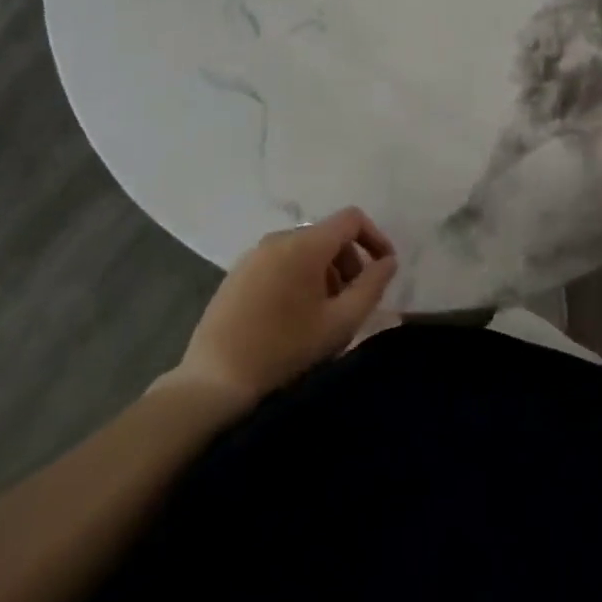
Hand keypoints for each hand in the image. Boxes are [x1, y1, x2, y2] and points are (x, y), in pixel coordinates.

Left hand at [174, 208, 397, 406]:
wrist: (213, 383)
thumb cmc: (285, 351)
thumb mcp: (340, 323)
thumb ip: (371, 286)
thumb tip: (388, 261)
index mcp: (306, 243)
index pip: (352, 219)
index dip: (375, 238)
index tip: (384, 270)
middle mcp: (279, 237)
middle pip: (328, 235)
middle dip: (349, 262)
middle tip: (352, 302)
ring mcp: (254, 254)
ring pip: (304, 250)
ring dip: (324, 273)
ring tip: (324, 314)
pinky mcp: (237, 273)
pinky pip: (280, 262)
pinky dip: (298, 278)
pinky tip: (293, 317)